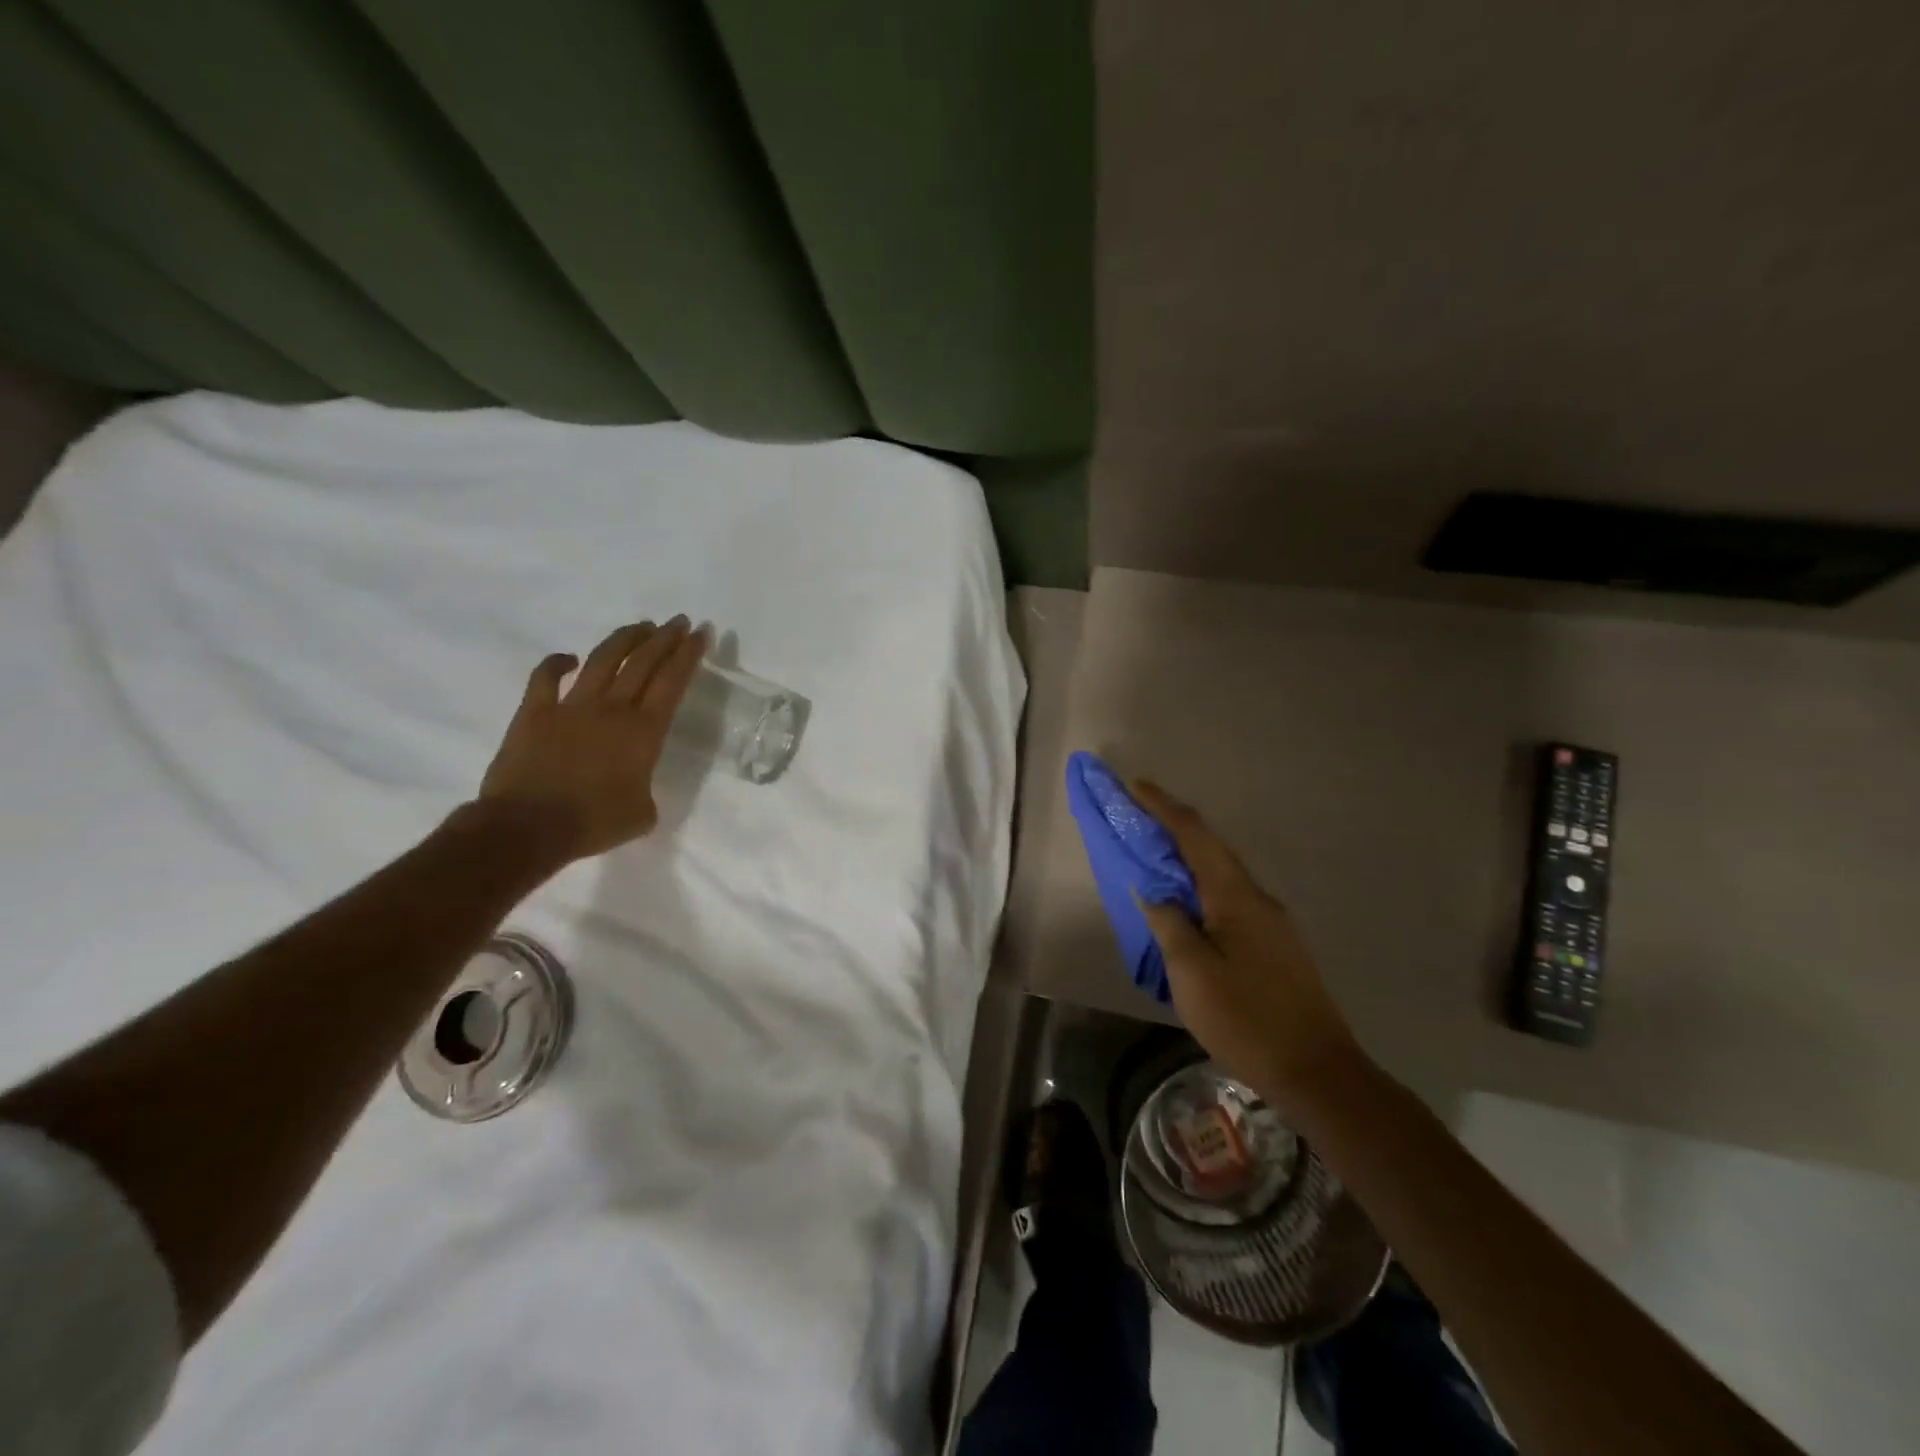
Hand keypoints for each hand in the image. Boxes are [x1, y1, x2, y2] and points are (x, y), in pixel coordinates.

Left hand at [478, 618, 707, 861]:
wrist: (527, 827)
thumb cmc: (592, 823)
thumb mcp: (641, 815)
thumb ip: (645, 791)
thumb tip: (637, 786)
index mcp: (643, 732)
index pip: (672, 682)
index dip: (688, 655)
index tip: (700, 634)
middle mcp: (612, 709)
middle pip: (643, 663)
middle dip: (665, 638)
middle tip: (679, 621)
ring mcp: (571, 707)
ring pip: (603, 660)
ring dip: (625, 639)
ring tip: (641, 626)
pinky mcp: (534, 712)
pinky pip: (545, 677)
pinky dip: (557, 663)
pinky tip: (569, 657)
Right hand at [1130, 780, 1362, 1109]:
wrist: (1317, 1072)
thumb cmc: (1246, 1018)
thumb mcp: (1192, 972)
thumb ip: (1169, 923)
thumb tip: (1155, 892)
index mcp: (1235, 896)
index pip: (1195, 836)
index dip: (1163, 807)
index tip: (1135, 786)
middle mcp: (1257, 898)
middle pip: (1210, 849)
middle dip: (1172, 829)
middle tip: (1136, 820)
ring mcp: (1271, 922)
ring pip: (1221, 876)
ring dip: (1187, 860)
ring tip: (1153, 860)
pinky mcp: (1275, 946)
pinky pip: (1229, 901)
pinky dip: (1201, 889)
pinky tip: (1186, 909)